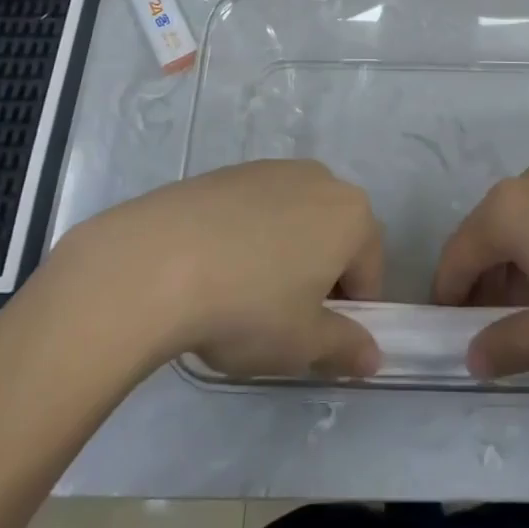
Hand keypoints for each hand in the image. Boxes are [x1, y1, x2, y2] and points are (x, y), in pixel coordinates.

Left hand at [80, 159, 383, 378]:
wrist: (156, 262)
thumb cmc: (248, 306)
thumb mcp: (302, 343)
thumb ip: (346, 347)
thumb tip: (373, 358)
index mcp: (352, 215)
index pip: (369, 272)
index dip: (351, 313)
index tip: (318, 340)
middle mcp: (320, 179)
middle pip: (334, 237)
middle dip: (319, 276)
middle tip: (282, 318)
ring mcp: (272, 169)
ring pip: (294, 220)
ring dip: (284, 253)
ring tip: (242, 293)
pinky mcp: (229, 171)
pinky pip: (255, 209)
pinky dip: (248, 236)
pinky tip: (214, 268)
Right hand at [432, 166, 528, 377]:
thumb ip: (507, 346)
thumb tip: (471, 357)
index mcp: (505, 211)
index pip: (455, 258)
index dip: (449, 302)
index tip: (454, 342)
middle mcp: (525, 185)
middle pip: (485, 241)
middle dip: (485, 291)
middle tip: (502, 340)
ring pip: (519, 232)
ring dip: (516, 277)